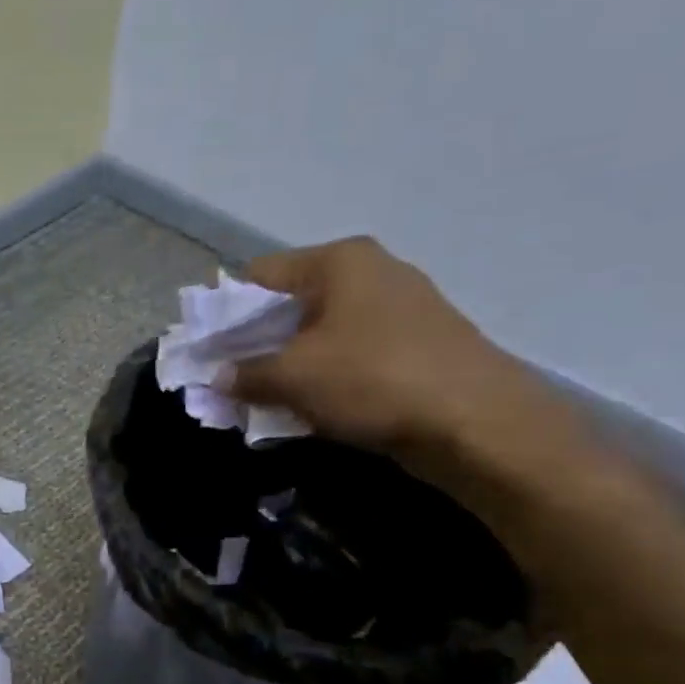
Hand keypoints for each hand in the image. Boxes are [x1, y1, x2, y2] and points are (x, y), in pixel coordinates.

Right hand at [229, 237, 582, 483]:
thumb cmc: (373, 380)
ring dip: (288, 363)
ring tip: (265, 397)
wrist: (476, 422)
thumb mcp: (293, 377)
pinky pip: (350, 353)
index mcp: (339, 261)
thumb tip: (219, 377)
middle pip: (291, 302)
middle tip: (230, 378)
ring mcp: (399, 307)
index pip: (259, 274)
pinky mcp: (417, 343)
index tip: (208, 349)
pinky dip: (323, 375)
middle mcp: (371, 272)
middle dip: (255, 341)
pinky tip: (310, 405)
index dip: (226, 311)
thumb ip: (245, 374)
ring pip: (320, 331)